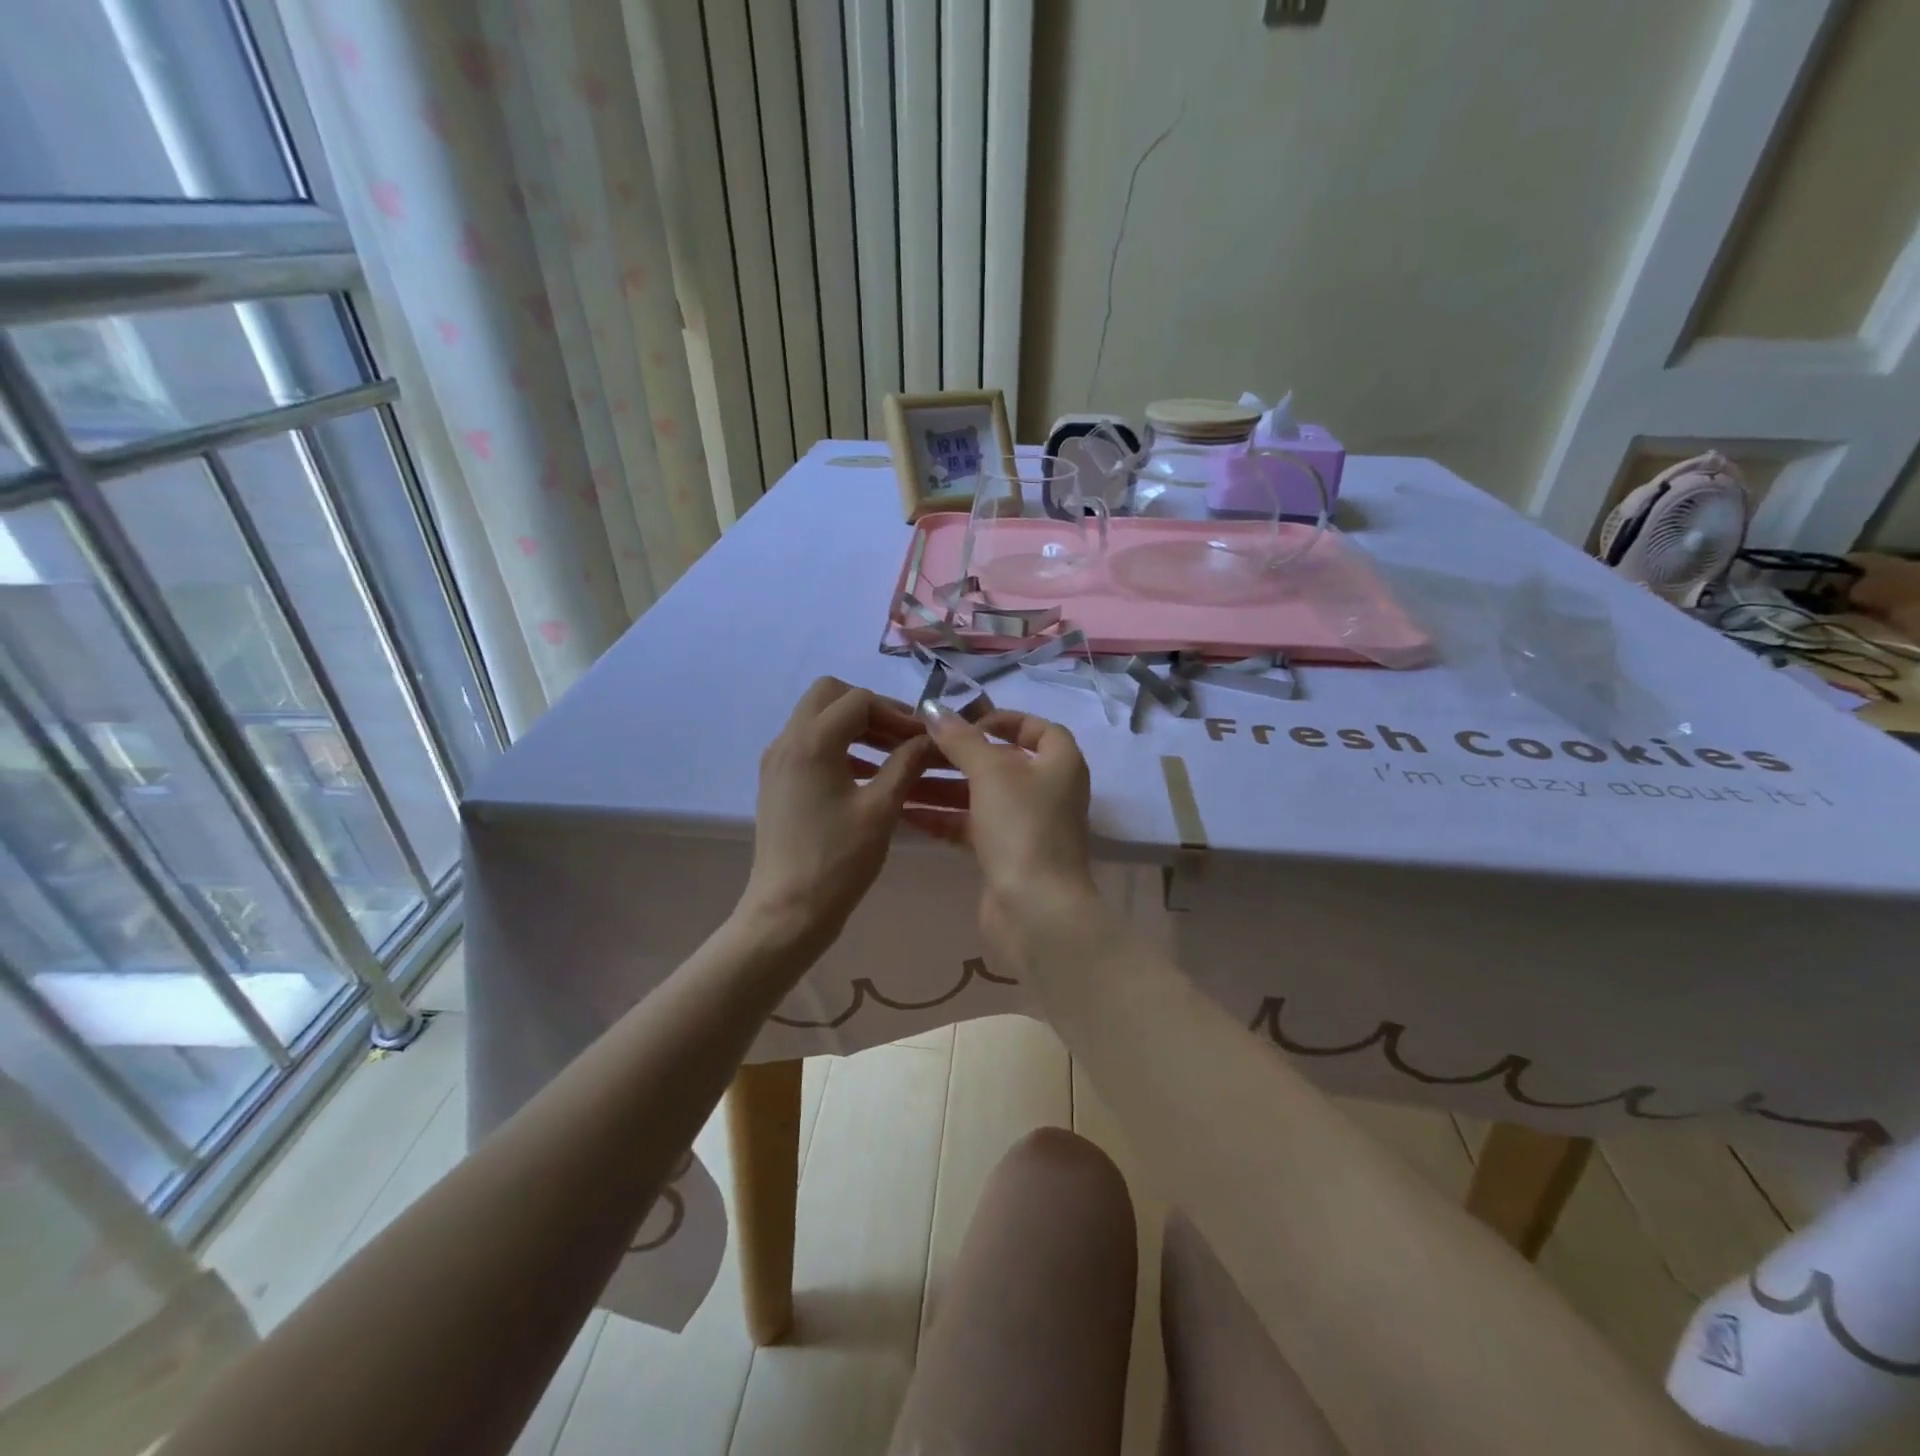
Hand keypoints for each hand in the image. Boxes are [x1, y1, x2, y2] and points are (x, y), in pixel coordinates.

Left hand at [740, 678, 964, 953]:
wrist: (787, 911)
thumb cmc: (838, 861)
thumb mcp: (881, 809)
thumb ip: (906, 764)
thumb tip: (929, 739)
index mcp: (811, 742)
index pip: (858, 700)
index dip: (896, 712)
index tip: (923, 737)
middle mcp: (787, 740)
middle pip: (829, 695)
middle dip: (870, 708)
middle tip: (902, 736)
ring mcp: (777, 761)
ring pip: (817, 718)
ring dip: (854, 726)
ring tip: (892, 754)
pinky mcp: (776, 781)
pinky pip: (808, 744)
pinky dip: (838, 745)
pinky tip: (867, 773)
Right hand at [918, 706, 1100, 953]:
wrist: (1035, 909)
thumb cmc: (1021, 826)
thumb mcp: (990, 772)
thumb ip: (961, 738)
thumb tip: (935, 709)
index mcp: (1060, 763)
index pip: (1038, 728)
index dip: (1005, 719)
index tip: (966, 721)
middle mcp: (1048, 791)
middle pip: (1001, 762)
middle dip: (959, 755)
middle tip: (918, 747)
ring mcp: (1028, 825)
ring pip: (982, 796)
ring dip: (944, 787)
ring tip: (902, 779)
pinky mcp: (1006, 855)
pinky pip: (972, 827)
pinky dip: (945, 818)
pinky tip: (907, 814)